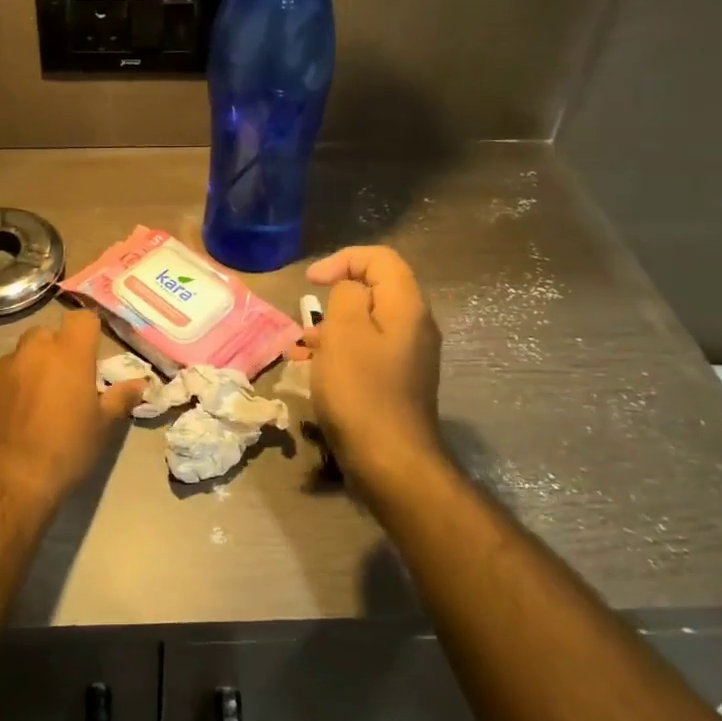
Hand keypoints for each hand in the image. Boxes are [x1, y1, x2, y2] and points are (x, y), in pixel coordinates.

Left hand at [0, 309, 147, 509]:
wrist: (6, 480)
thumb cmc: (65, 450)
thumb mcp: (102, 428)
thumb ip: (120, 399)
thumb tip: (139, 384)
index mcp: (69, 354)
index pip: (82, 319)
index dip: (87, 331)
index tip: (91, 352)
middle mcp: (33, 351)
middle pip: (46, 334)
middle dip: (55, 350)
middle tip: (63, 381)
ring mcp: (0, 368)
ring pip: (19, 357)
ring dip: (28, 371)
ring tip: (33, 405)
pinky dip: (6, 391)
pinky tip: (9, 420)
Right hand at [303, 246, 444, 492]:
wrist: (390, 461)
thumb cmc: (361, 391)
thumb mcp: (344, 332)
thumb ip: (347, 296)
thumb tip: (351, 291)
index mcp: (407, 307)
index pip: (380, 259)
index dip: (343, 259)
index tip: (311, 282)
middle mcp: (416, 326)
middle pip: (377, 289)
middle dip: (337, 295)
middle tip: (309, 316)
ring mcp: (410, 356)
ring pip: (369, 322)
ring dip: (335, 325)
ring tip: (305, 345)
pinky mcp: (399, 381)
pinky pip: (369, 349)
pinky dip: (343, 349)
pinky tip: (317, 368)